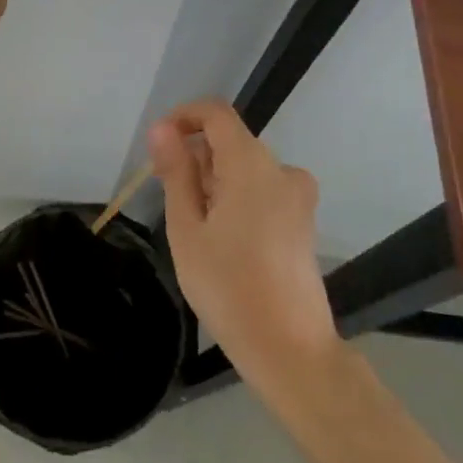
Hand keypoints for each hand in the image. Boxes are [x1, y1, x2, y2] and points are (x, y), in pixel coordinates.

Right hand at [149, 101, 337, 385]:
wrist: (290, 349)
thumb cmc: (228, 287)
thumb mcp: (187, 228)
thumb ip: (176, 172)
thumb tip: (162, 129)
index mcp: (252, 165)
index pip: (216, 113)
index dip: (183, 117)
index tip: (159, 147)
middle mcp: (282, 170)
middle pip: (230, 141)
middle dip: (195, 156)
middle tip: (168, 197)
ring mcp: (298, 196)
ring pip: (245, 167)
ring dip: (214, 180)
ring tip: (195, 226)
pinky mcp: (303, 219)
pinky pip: (263, 188)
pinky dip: (236, 196)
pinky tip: (223, 238)